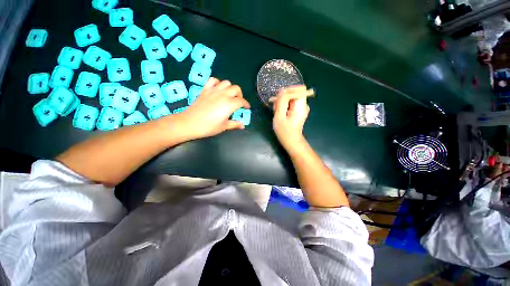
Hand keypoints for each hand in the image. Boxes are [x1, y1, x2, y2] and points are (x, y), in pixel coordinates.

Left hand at [178, 77, 250, 139]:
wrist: (190, 123)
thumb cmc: (209, 127)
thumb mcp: (224, 126)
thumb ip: (235, 124)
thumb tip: (243, 125)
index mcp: (229, 104)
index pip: (242, 101)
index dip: (246, 104)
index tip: (247, 108)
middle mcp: (223, 94)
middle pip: (236, 89)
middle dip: (240, 95)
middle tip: (238, 102)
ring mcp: (213, 90)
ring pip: (226, 82)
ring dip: (230, 88)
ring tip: (229, 95)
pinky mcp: (205, 89)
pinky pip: (213, 80)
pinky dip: (218, 83)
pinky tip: (218, 89)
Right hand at [269, 85, 309, 150]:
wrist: (291, 141)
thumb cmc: (285, 132)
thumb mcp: (280, 117)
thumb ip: (281, 102)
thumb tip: (282, 91)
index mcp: (301, 106)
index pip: (299, 89)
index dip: (288, 91)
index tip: (279, 100)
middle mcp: (303, 104)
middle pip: (294, 92)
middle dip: (283, 98)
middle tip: (276, 108)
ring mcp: (300, 107)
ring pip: (290, 97)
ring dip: (281, 102)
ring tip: (277, 112)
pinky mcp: (297, 109)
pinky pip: (289, 102)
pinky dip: (283, 105)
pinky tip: (279, 113)